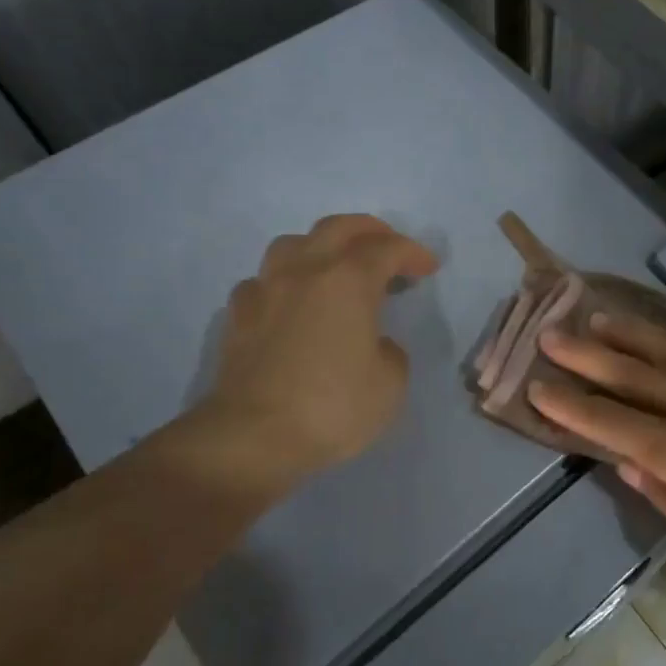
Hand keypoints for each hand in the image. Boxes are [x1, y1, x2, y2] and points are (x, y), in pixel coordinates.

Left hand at [169, 214, 438, 499]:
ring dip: (320, 246)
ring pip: (292, 244)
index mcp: (348, 281)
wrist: (253, 437)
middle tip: (388, 246)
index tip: (428, 268)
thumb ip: (390, 352)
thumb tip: (374, 344)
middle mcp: (305, 272)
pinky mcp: (237, 316)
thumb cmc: (332, 408)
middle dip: (370, 231)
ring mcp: (265, 290)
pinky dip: (283, 282)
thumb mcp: (390, 385)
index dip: (413, 253)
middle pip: (337, 228)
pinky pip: (263, 281)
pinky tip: (289, 302)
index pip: (387, 249)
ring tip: (334, 266)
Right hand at [530, 314, 665, 613]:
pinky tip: (665, 333)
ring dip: (630, 334)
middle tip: (551, 333)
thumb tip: (624, 460)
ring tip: (597, 318)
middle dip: (587, 355)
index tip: (537, 384)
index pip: (611, 422)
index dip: (570, 404)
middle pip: (633, 376)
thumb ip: (663, 495)